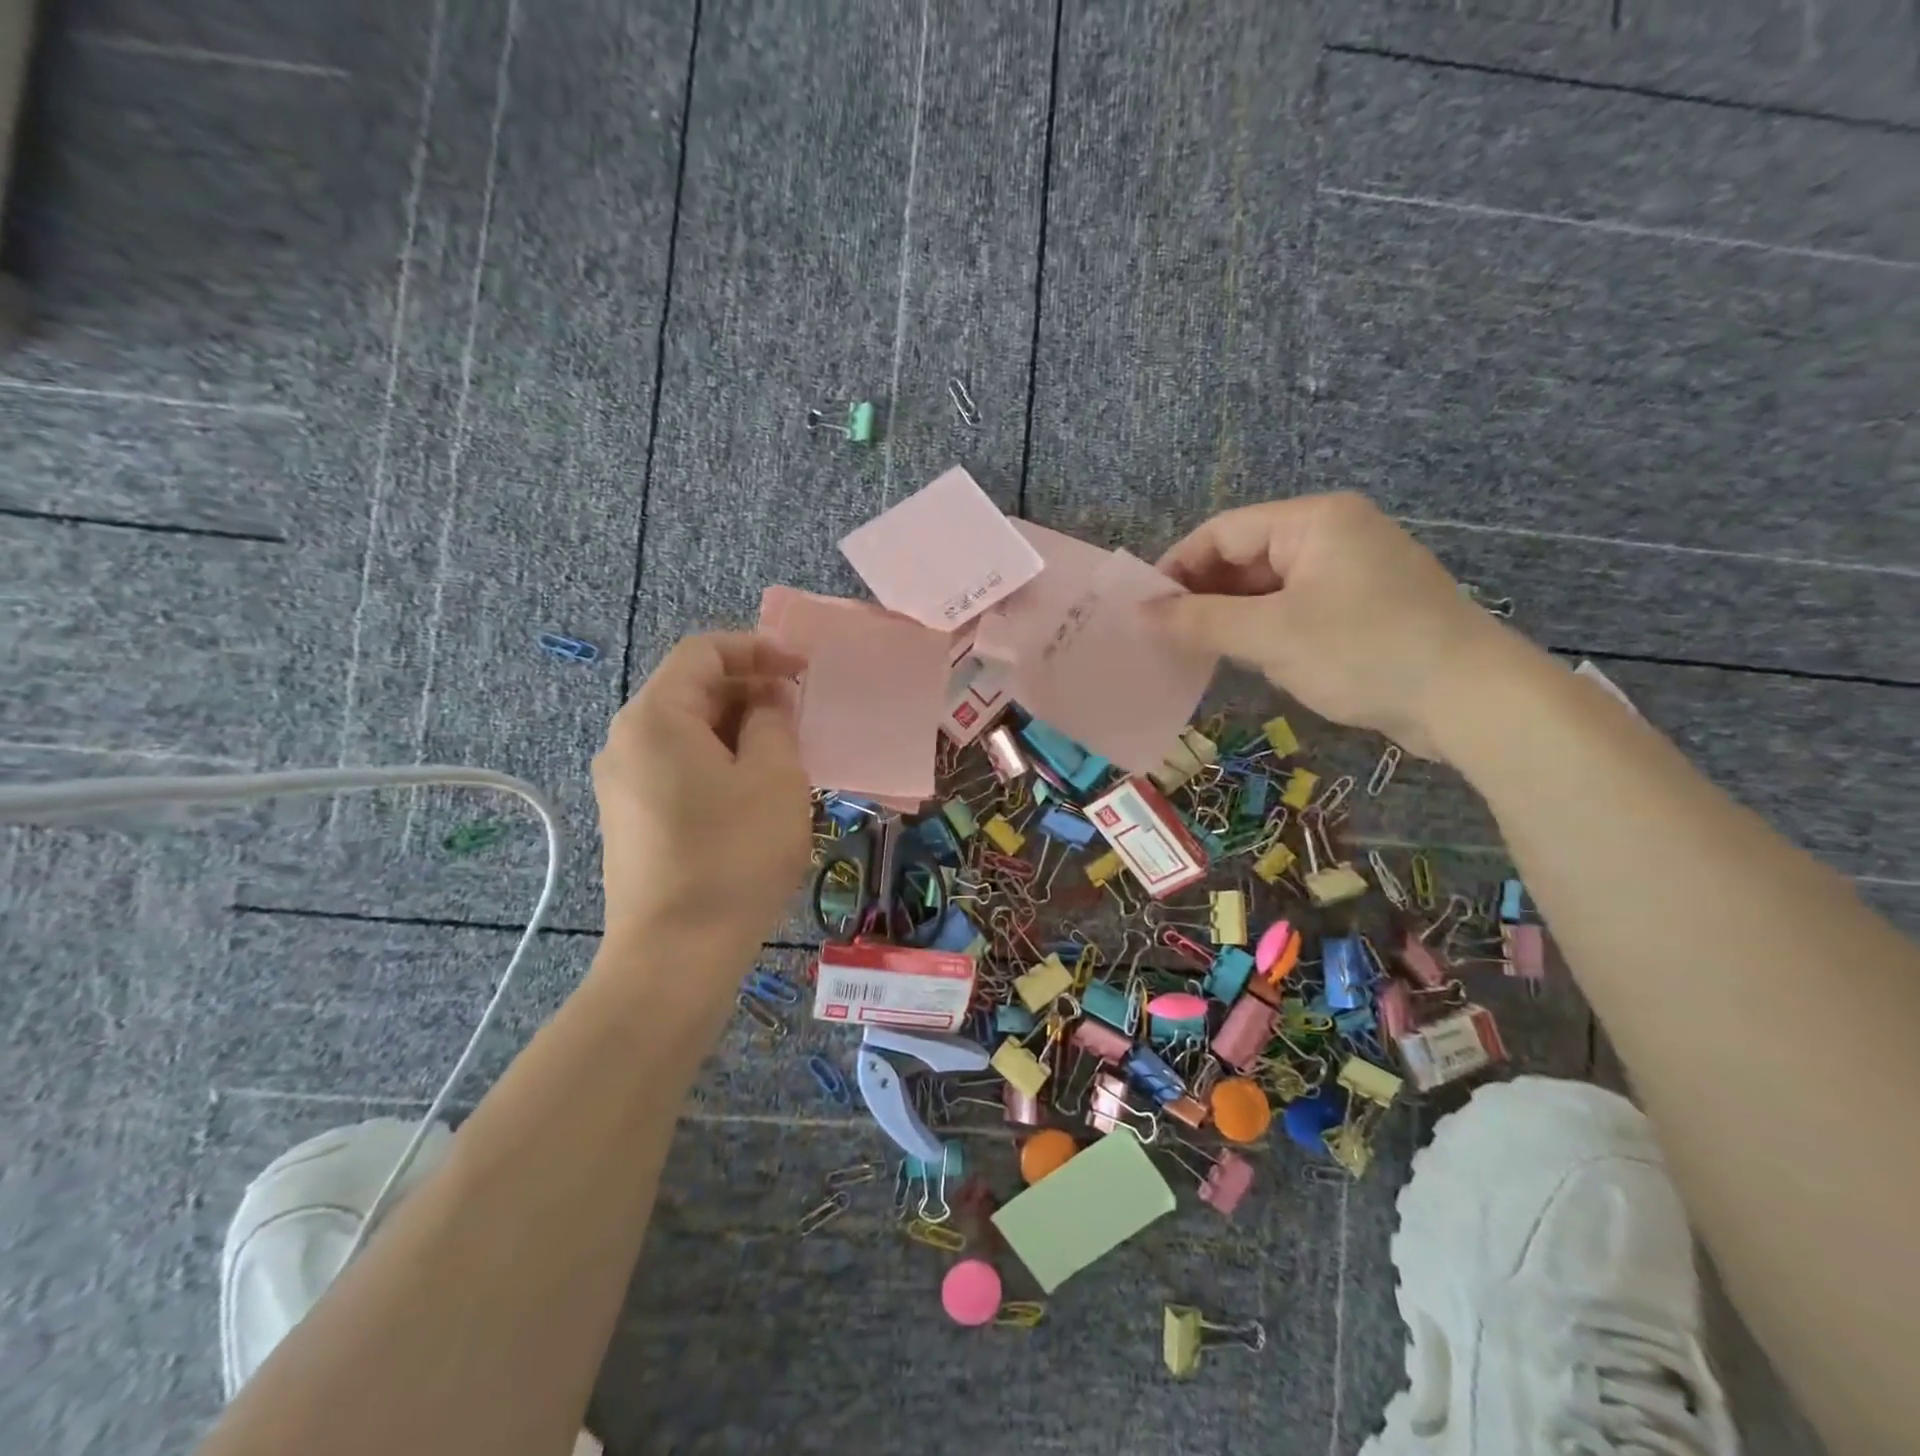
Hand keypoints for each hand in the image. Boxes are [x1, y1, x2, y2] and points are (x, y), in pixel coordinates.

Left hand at [592, 633, 812, 967]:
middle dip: (751, 692)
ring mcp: (622, 783)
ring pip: (687, 733)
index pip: (704, 652)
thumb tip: (768, 700)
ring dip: (739, 730)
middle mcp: (626, 740)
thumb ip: (773, 721)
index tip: (804, 669)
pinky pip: (678, 768)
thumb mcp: (773, 777)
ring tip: (786, 754)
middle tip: (802, 715)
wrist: (676, 954)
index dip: (758, 649)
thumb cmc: (733, 855)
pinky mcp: (630, 819)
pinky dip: (719, 762)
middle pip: (692, 691)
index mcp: (655, 717)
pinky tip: (753, 792)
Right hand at [1150, 493, 1514, 757]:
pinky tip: (1248, 660)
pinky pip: (1295, 608)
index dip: (1178, 568)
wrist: (1470, 701)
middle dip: (1204, 596)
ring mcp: (1352, 571)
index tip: (1144, 610)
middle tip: (1165, 636)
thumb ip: (1200, 621)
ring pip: (1268, 587)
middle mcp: (1334, 534)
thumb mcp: (1271, 636)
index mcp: (1314, 521)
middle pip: (1246, 556)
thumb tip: (1140, 614)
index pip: (1223, 532)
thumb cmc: (1363, 652)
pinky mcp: (1363, 607)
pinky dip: (1265, 630)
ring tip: (1197, 652)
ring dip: (1232, 617)